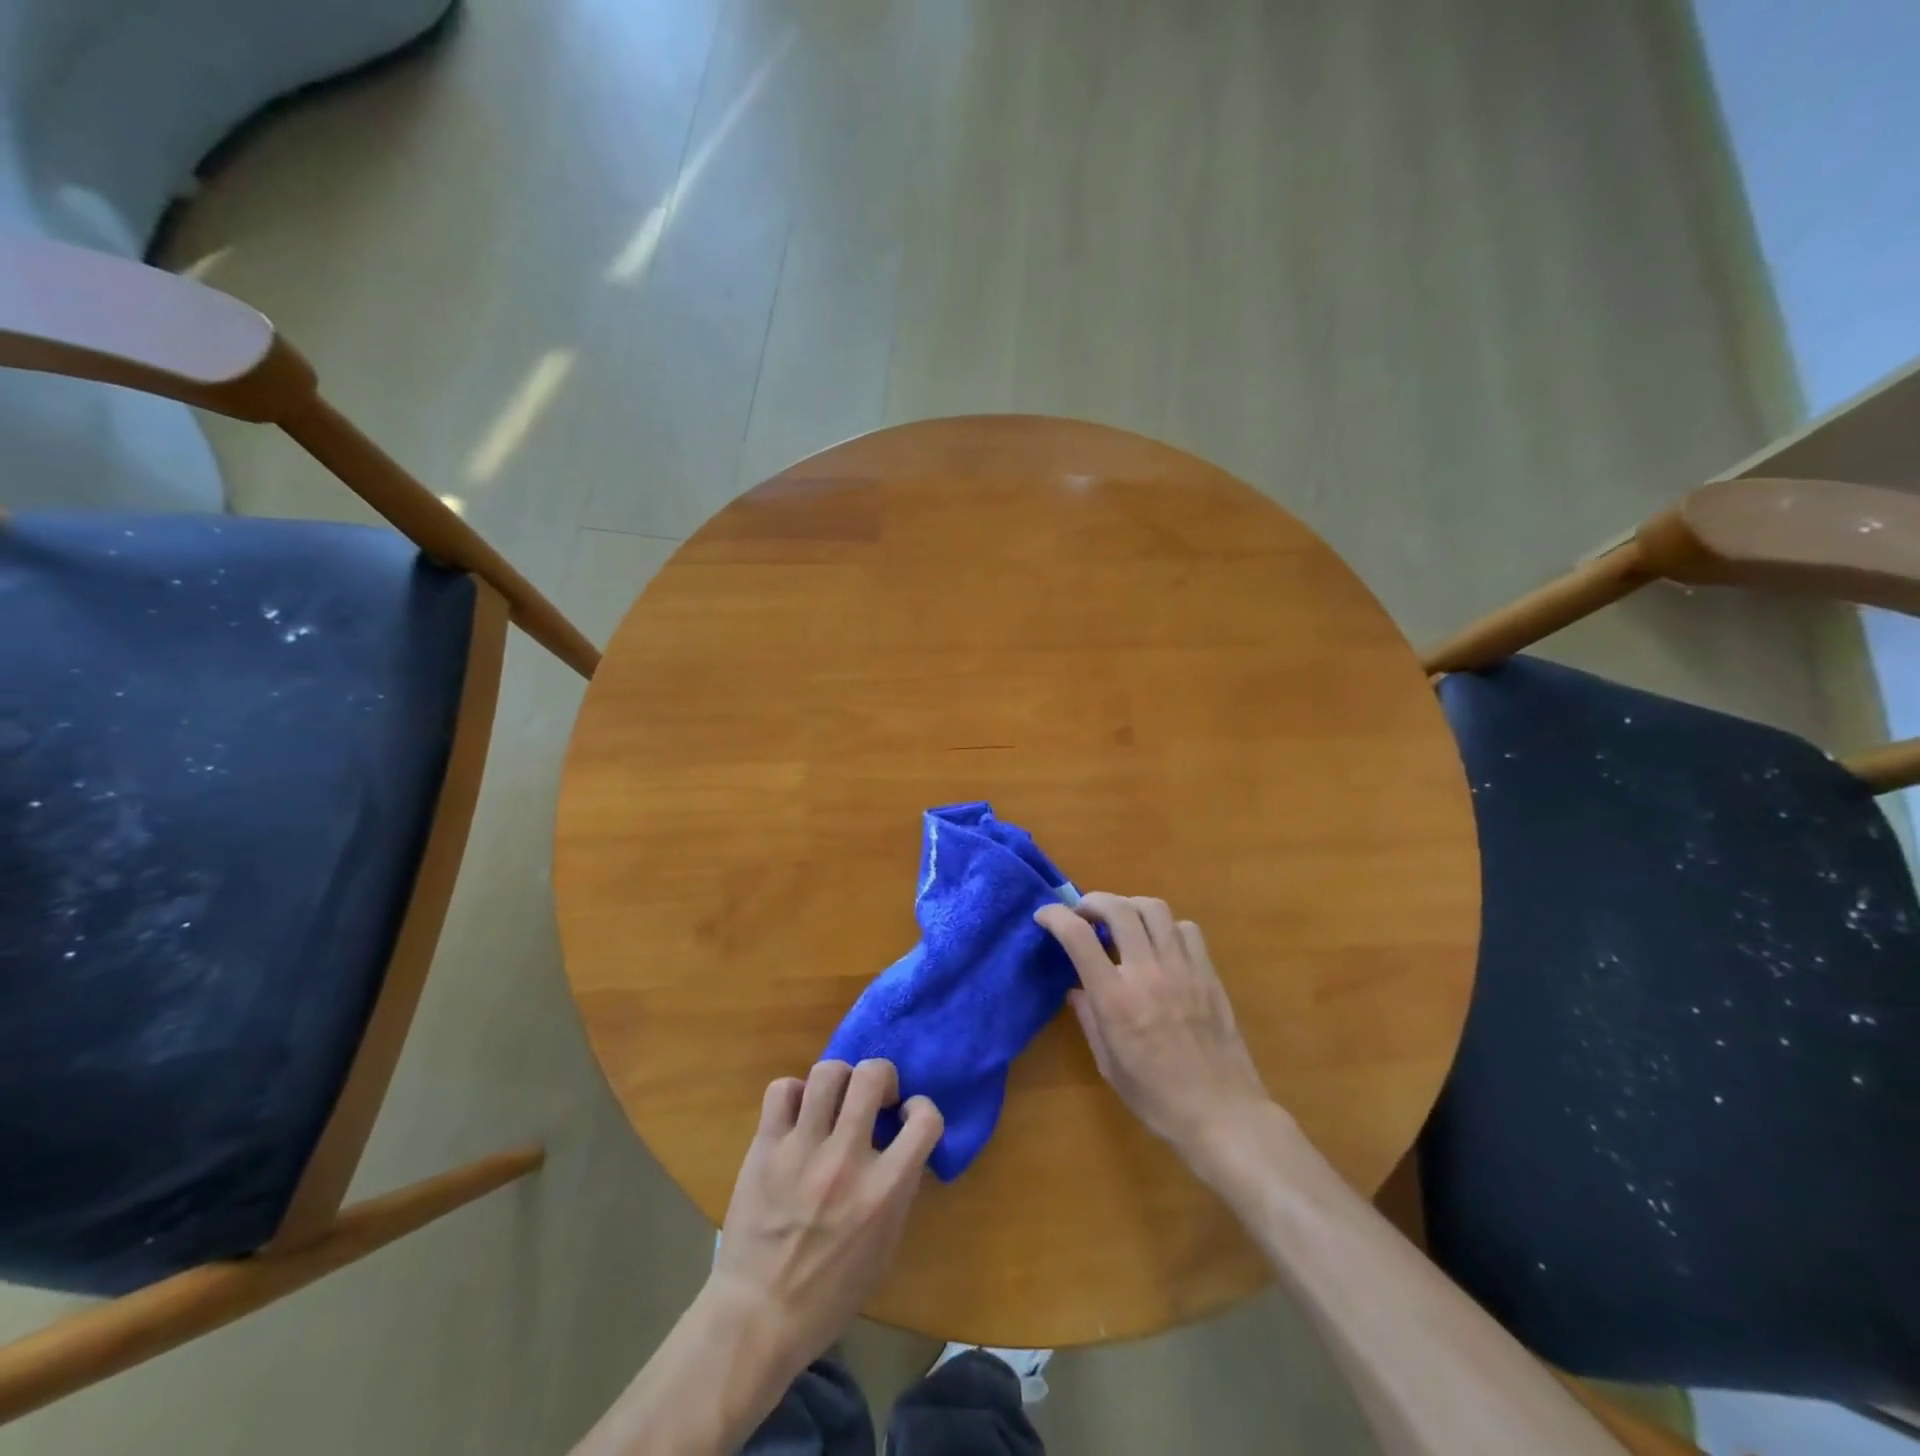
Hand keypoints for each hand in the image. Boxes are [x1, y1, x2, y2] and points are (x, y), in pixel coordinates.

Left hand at [705, 1059, 942, 1376]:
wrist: (757, 1318)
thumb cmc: (829, 1295)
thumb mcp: (884, 1249)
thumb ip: (898, 1192)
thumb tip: (903, 1149)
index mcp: (883, 1192)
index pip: (925, 1119)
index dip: (922, 1108)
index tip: (906, 1117)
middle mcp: (846, 1161)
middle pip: (871, 1075)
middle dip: (881, 1076)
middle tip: (873, 1098)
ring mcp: (802, 1149)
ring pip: (827, 1072)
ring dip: (839, 1080)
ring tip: (835, 1101)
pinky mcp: (765, 1147)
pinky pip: (782, 1090)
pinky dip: (794, 1094)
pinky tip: (798, 1115)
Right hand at [1036, 894, 1275, 1171]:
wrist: (1224, 1114)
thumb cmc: (1158, 1099)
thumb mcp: (1108, 1065)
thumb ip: (1089, 1018)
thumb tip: (1076, 988)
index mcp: (1115, 999)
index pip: (1078, 936)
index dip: (1055, 916)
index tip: (1044, 915)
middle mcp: (1148, 973)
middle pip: (1118, 908)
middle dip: (1093, 901)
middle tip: (1083, 913)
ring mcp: (1183, 969)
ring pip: (1154, 909)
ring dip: (1129, 906)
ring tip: (1121, 920)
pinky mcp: (1208, 973)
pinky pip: (1186, 929)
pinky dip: (1167, 926)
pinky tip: (1160, 943)